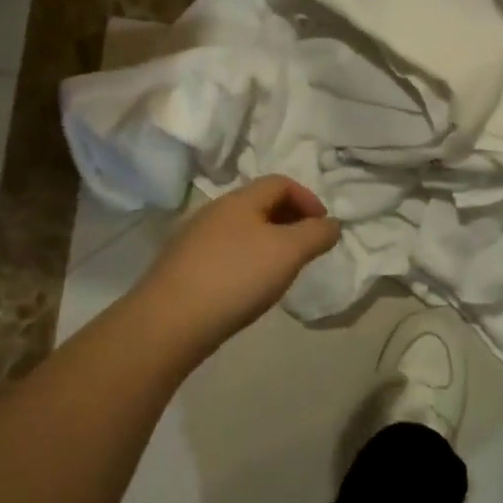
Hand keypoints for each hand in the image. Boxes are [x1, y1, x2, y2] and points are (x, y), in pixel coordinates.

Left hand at [133, 175, 340, 353]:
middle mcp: (214, 211)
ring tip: (279, 271)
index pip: (280, 182)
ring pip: (240, 229)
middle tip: (306, 249)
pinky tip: (247, 289)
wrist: (170, 320)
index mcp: (239, 200)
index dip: (308, 198)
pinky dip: (245, 261)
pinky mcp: (182, 266)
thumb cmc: (236, 277)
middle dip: (289, 220)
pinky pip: (224, 252)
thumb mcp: (288, 253)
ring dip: (267, 242)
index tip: (323, 227)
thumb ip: (316, 234)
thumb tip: (332, 224)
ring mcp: (193, 239)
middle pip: (259, 204)